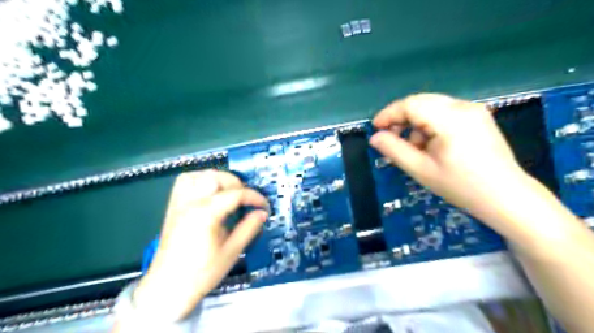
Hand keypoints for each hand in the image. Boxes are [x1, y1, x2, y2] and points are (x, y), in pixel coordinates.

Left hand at [133, 171, 267, 320]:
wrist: (168, 288)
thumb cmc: (202, 273)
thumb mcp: (232, 252)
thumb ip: (249, 228)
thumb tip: (262, 213)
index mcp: (205, 214)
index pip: (235, 194)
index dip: (254, 197)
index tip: (264, 206)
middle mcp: (190, 203)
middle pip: (216, 178)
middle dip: (237, 185)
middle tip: (247, 201)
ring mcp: (179, 204)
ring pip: (198, 175)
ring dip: (218, 179)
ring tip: (229, 192)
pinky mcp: (173, 207)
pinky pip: (185, 182)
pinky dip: (200, 180)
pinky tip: (210, 192)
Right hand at [370, 94, 526, 220]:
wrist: (506, 197)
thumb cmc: (461, 186)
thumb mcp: (421, 170)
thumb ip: (394, 150)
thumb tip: (375, 137)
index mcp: (450, 119)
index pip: (411, 104)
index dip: (389, 114)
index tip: (375, 128)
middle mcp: (463, 107)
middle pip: (421, 102)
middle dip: (401, 118)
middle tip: (390, 137)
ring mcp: (473, 110)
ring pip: (431, 106)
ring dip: (415, 123)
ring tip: (414, 147)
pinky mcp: (478, 117)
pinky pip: (444, 112)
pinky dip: (430, 124)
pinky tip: (430, 144)